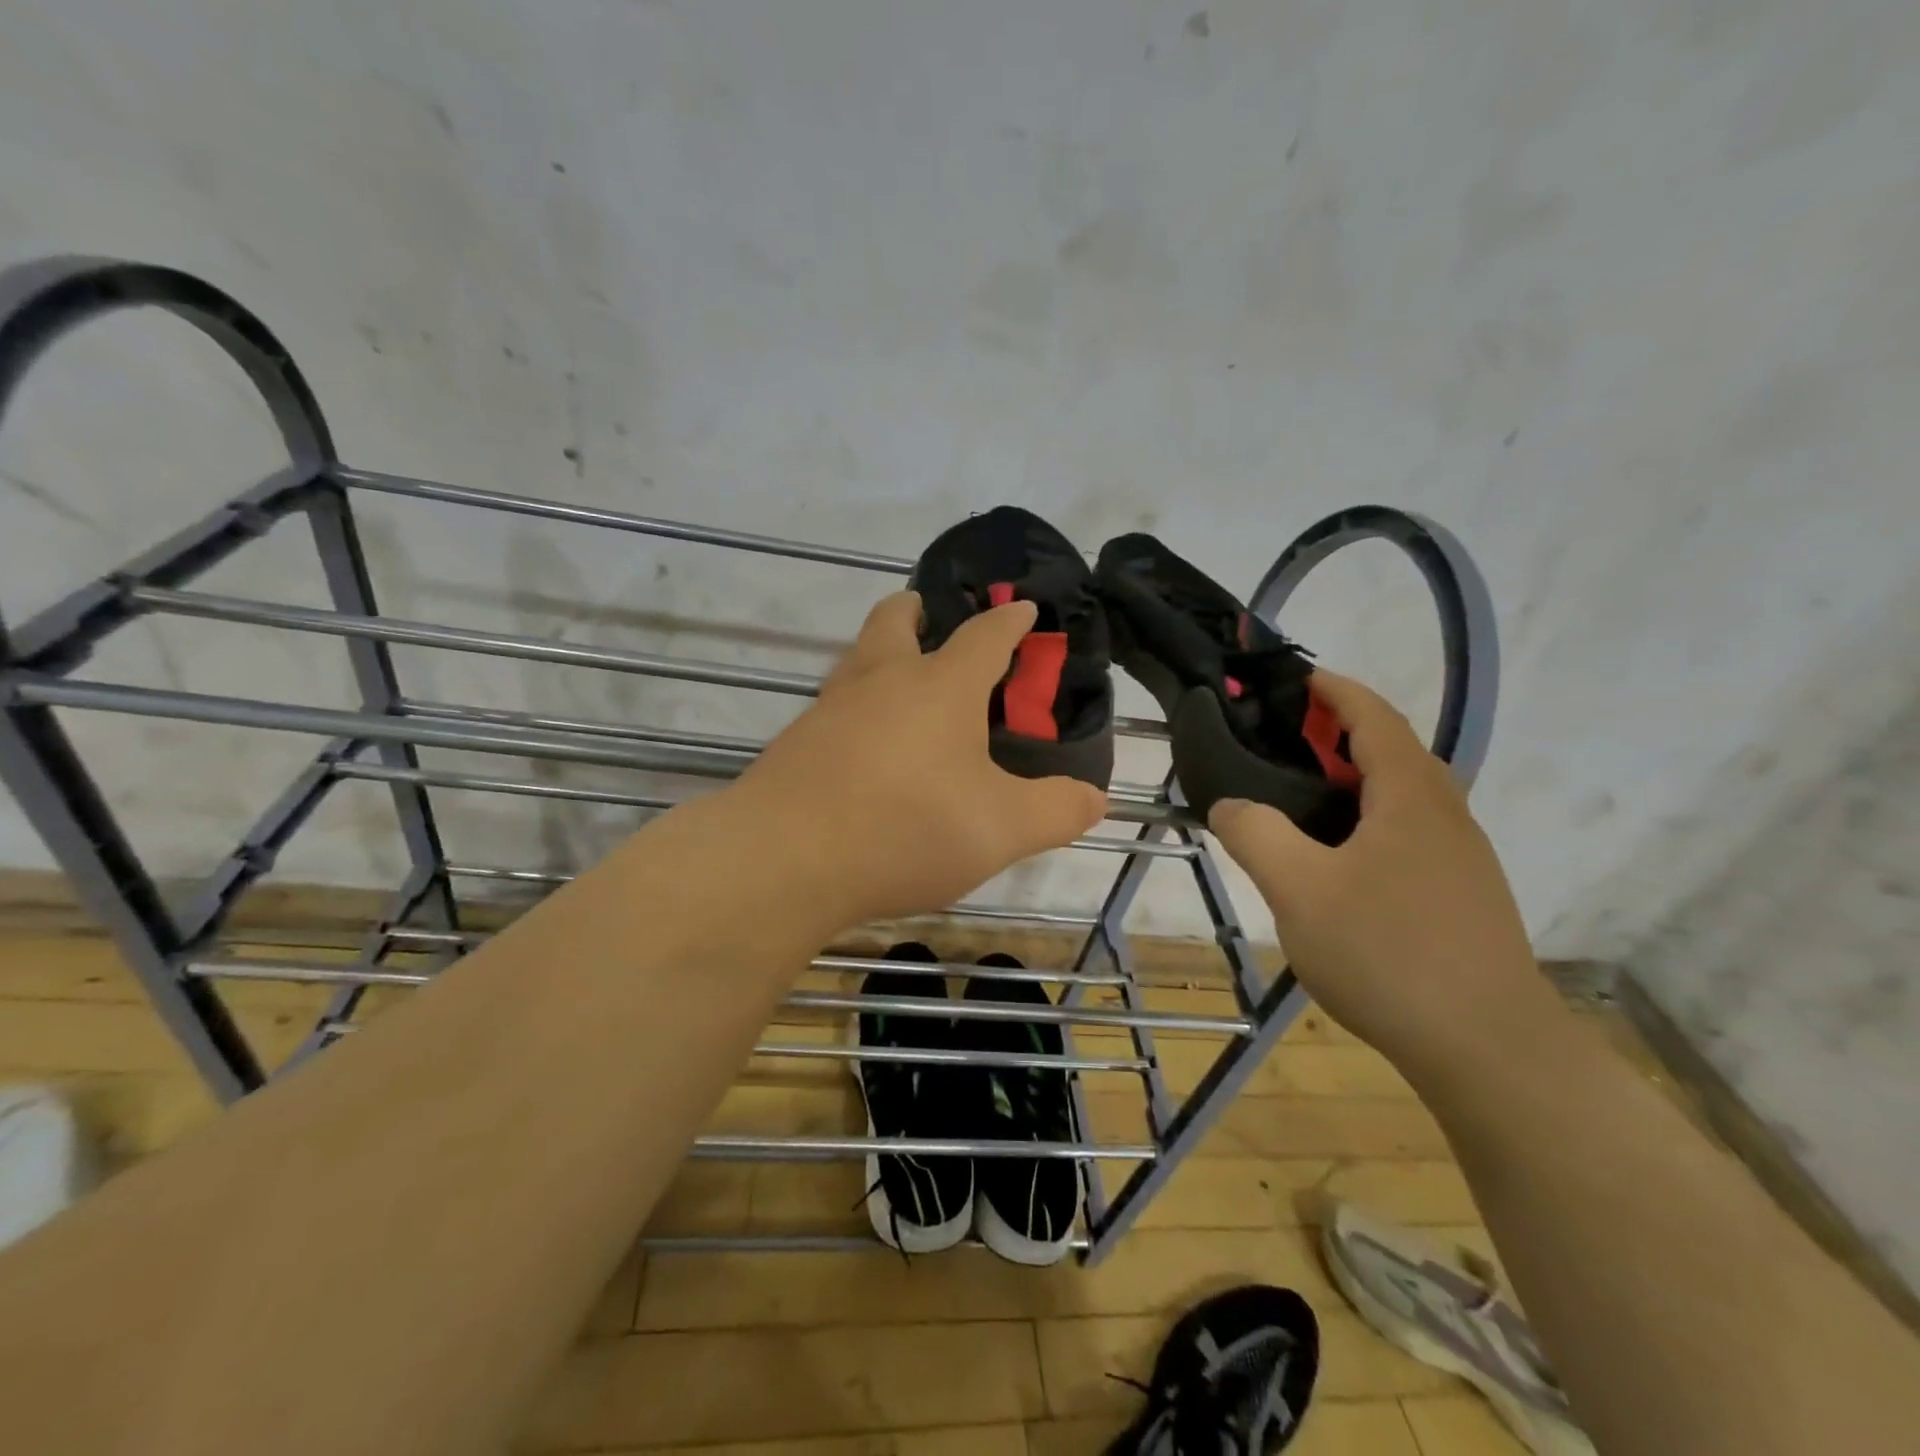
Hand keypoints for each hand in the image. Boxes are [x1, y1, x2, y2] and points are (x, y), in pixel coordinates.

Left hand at [738, 591, 1107, 927]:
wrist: (782, 859)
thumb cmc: (905, 828)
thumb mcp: (1001, 829)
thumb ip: (1056, 811)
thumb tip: (1095, 798)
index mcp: (940, 687)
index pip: (985, 636)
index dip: (1010, 621)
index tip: (1023, 610)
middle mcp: (882, 681)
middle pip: (896, 621)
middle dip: (918, 611)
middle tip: (930, 615)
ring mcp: (830, 708)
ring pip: (858, 659)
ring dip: (881, 652)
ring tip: (901, 680)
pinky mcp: (795, 742)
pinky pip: (834, 706)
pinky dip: (857, 707)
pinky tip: (864, 746)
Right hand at [1207, 670, 1549, 1083]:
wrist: (1490, 1050)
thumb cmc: (1390, 953)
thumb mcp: (1299, 888)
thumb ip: (1256, 834)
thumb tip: (1231, 804)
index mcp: (1411, 795)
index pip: (1372, 715)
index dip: (1332, 689)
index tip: (1291, 677)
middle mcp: (1444, 814)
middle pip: (1390, 750)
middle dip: (1335, 733)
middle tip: (1277, 742)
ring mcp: (1460, 858)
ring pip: (1399, 796)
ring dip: (1351, 780)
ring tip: (1295, 798)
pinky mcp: (1460, 896)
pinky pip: (1406, 833)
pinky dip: (1364, 820)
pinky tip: (1333, 861)